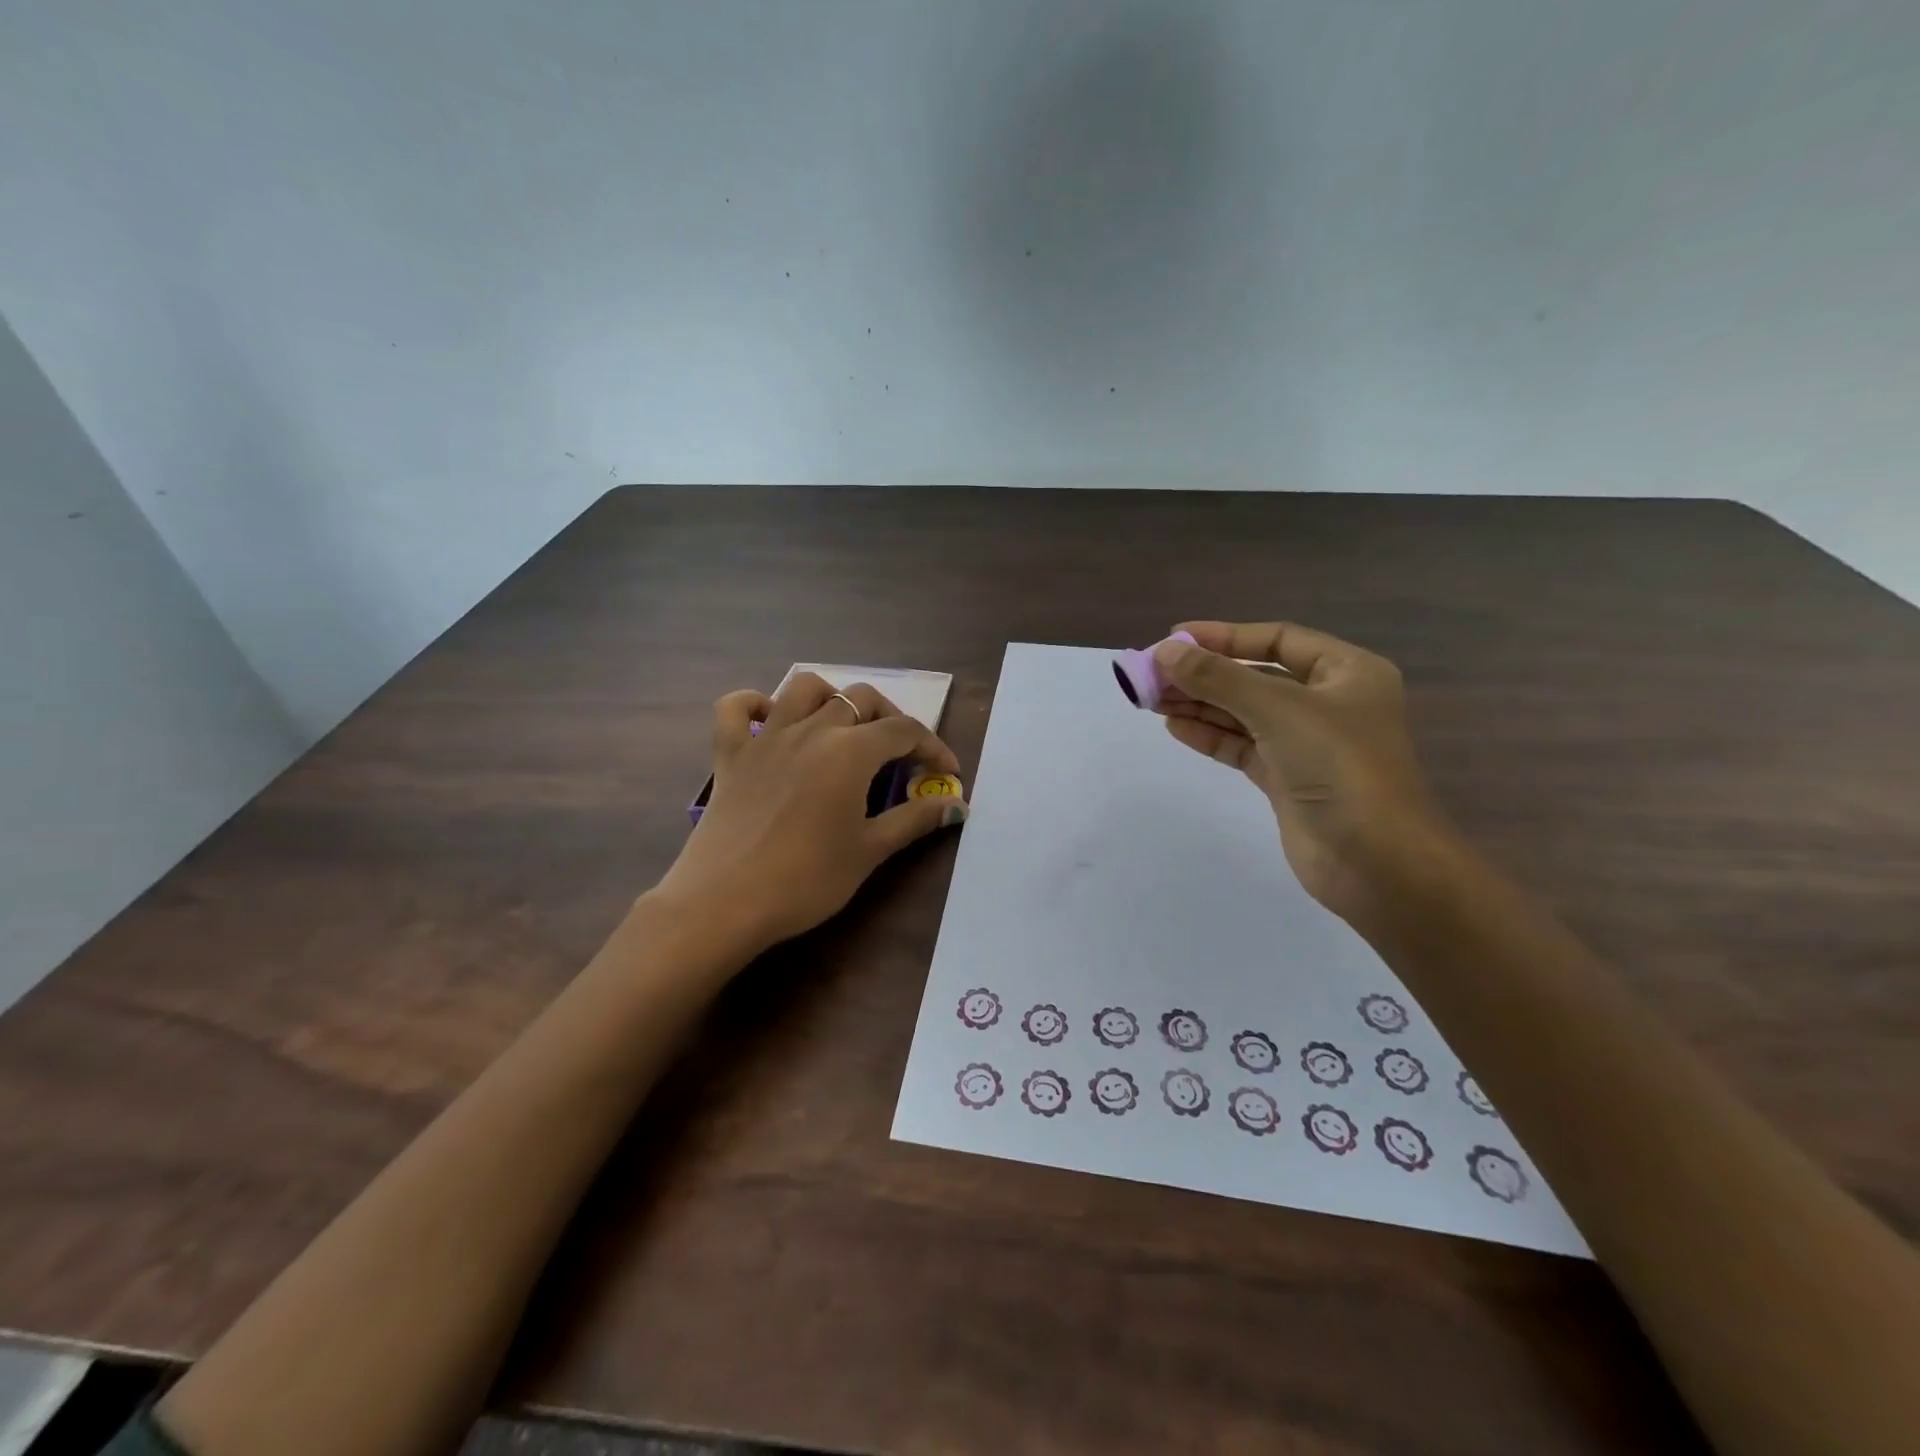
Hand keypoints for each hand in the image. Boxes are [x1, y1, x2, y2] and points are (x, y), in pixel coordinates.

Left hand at [655, 673, 967, 952]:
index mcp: (850, 751)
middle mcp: (811, 729)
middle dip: (890, 719)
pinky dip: (755, 704)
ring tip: (843, 728)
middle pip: (860, 698)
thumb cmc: (806, 880)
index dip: (933, 747)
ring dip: (832, 698)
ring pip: (804, 688)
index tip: (947, 773)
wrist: (724, 903)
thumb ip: (915, 819)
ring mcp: (766, 737)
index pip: (904, 730)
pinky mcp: (730, 754)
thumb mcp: (870, 851)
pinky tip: (771, 722)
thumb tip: (958, 805)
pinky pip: (735, 708)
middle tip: (900, 755)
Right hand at [1151, 622, 1450, 928]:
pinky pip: (1243, 747)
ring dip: (1200, 704)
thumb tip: (1164, 651)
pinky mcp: (1288, 779)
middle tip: (1152, 674)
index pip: (1277, 640)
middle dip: (1205, 674)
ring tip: (1152, 699)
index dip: (1224, 636)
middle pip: (1256, 677)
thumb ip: (1218, 678)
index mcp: (1346, 672)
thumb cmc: (1339, 767)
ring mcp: (1308, 744)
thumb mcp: (1277, 710)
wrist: (1376, 861)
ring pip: (1245, 713)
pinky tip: (1175, 727)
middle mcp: (1328, 703)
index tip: (1173, 637)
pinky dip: (1210, 735)